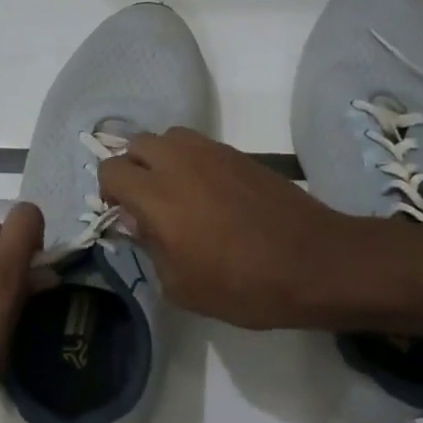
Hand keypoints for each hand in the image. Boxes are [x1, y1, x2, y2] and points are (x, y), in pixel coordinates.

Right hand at [98, 128, 355, 329]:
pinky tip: (209, 194)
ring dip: (162, 159)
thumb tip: (137, 220)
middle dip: (132, 169)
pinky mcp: (240, 154)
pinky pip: (200, 145)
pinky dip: (191, 161)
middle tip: (146, 202)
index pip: (110, 170)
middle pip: (136, 143)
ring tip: (177, 193)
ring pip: (169, 137)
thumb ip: (149, 246)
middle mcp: (179, 163)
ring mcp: (213, 153)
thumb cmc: (242, 285)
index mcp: (157, 196)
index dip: (109, 192)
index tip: (124, 216)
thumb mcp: (181, 285)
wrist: (313, 263)